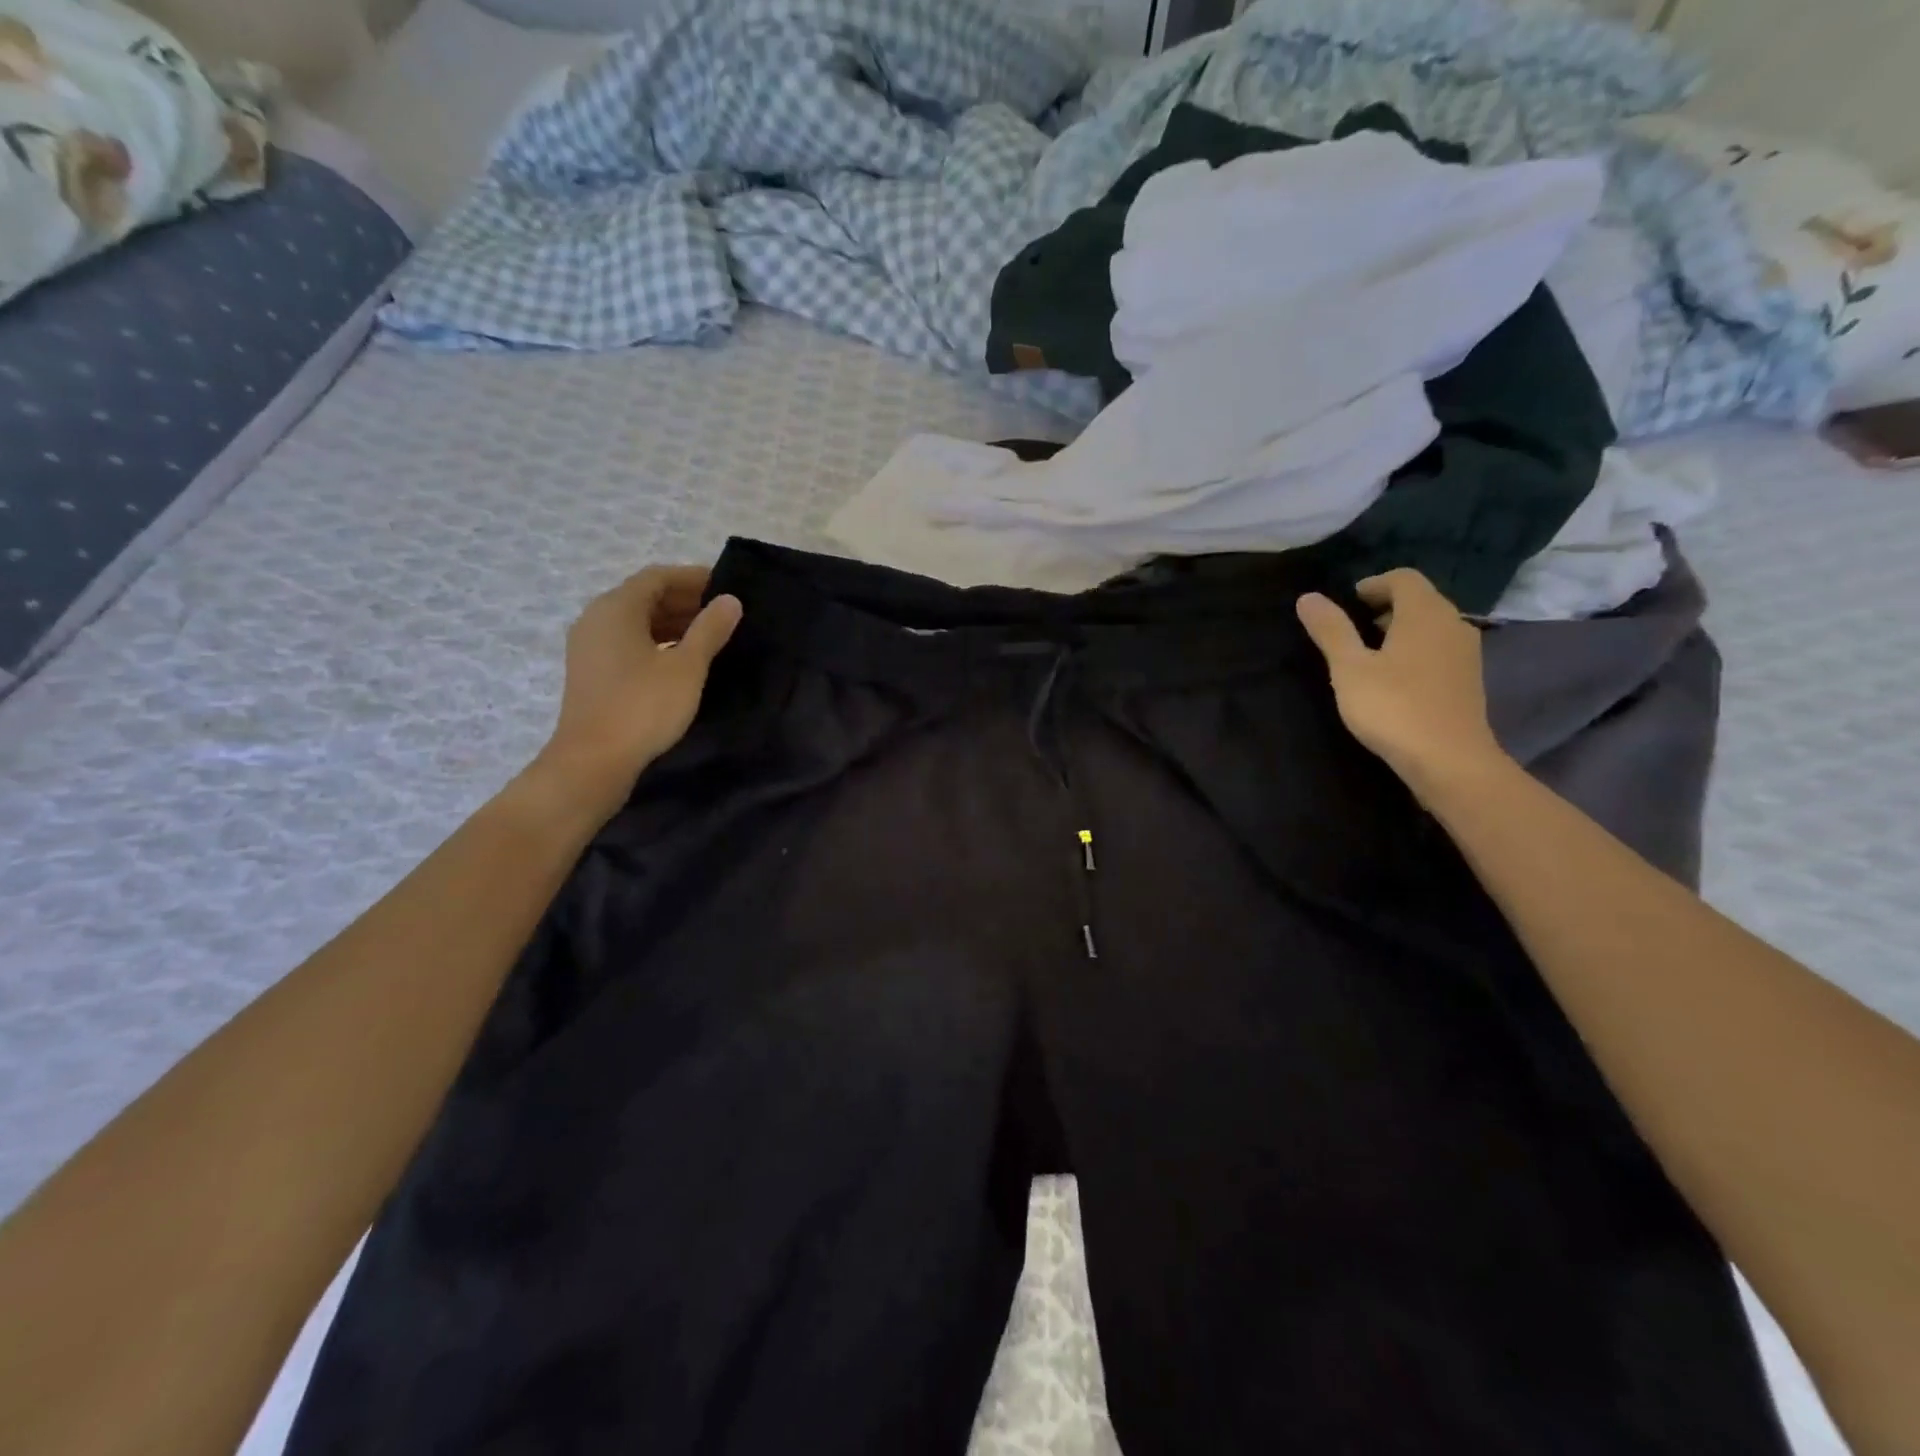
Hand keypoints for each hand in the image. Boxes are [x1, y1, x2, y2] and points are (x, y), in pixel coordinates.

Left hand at [528, 566, 742, 819]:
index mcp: (616, 608)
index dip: (693, 577)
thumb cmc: (643, 707)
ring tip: (709, 637)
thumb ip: (710, 630)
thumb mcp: (687, 667)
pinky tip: (681, 662)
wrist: (593, 761)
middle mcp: (596, 618)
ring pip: (636, 621)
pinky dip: (656, 642)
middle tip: (723, 614)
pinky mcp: (591, 672)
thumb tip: (730, 600)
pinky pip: (627, 642)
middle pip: (644, 596)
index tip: (726, 587)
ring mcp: (589, 647)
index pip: (658, 577)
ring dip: (672, 623)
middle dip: (684, 601)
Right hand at [1295, 569, 1508, 801]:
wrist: (1449, 761)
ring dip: (1400, 630)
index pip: (1403, 578)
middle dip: (1385, 607)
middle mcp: (1453, 624)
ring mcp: (1465, 653)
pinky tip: (1393, 679)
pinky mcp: (1468, 680)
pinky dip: (1415, 651)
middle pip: (1419, 600)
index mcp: (1425, 614)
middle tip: (1351, 629)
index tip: (1346, 604)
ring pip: (1430, 626)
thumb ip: (1331, 630)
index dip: (1373, 585)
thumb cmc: (1394, 708)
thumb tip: (1308, 597)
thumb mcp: (1350, 668)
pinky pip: (1438, 649)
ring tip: (1368, 655)